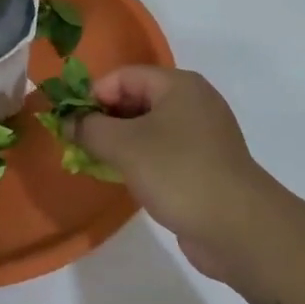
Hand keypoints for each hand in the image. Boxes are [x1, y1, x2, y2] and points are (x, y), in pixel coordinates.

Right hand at [74, 67, 275, 285]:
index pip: (124, 76)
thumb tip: (67, 121)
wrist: (238, 227)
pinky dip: (141, 159)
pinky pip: (163, 151)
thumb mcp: (125, 146)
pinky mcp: (205, 164)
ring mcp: (202, 134)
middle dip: (105, 119)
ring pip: (149, 127)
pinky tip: (126, 178)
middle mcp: (193, 102)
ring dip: (120, 141)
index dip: (93, 95)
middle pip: (137, 99)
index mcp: (178, 85)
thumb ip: (90, 129)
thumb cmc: (178, 173)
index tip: (71, 124)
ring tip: (97, 163)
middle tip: (79, 145)